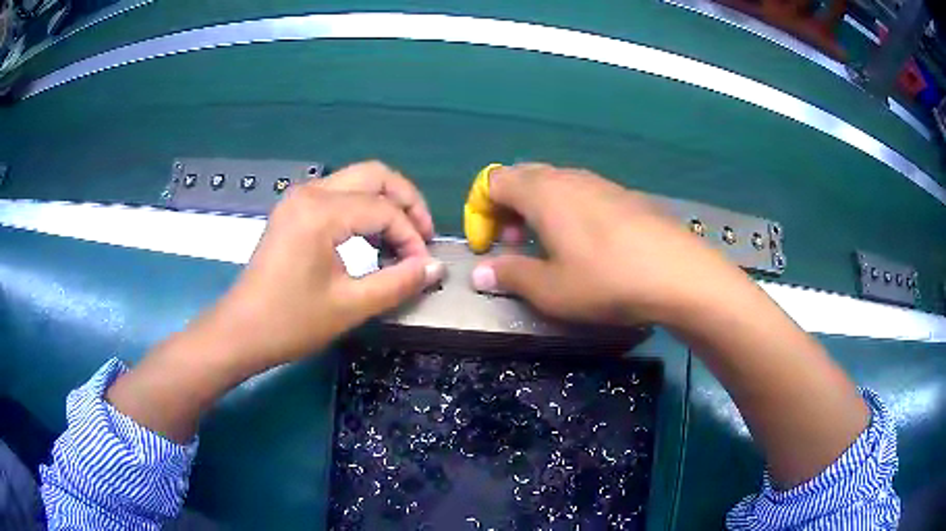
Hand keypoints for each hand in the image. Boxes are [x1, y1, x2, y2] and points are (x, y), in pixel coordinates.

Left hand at [206, 161, 444, 372]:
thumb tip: (435, 268)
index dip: (412, 236)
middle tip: (422, 237)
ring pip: (357, 180)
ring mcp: (299, 198)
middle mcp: (310, 192)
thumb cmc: (291, 322)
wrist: (241, 332)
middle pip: (375, 175)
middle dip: (407, 202)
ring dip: (386, 203)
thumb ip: (398, 282)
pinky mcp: (294, 210)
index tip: (423, 267)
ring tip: (401, 241)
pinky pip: (339, 195)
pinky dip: (364, 209)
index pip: (384, 209)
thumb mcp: (350, 306)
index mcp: (321, 212)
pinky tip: (371, 240)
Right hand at [469, 163, 749, 325]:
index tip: (487, 247)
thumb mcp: (550, 289)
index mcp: (542, 193)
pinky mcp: (625, 195)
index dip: (480, 212)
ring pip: (554, 185)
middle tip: (516, 246)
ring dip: (538, 212)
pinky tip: (586, 245)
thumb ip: (510, 275)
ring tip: (550, 248)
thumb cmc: (606, 281)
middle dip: (508, 210)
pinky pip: (582, 193)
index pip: (493, 182)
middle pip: (522, 178)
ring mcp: (600, 183)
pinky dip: (568, 212)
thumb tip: (480, 272)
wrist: (679, 274)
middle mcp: (569, 177)